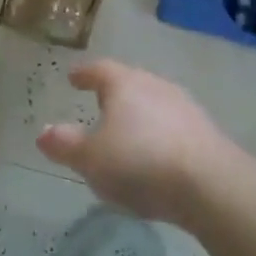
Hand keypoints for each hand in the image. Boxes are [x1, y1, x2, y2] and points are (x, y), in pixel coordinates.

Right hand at [37, 60, 237, 223]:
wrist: (212, 185)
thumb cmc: (140, 163)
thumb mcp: (91, 159)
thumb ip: (65, 144)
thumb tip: (43, 131)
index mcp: (124, 84)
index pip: (99, 70)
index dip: (84, 74)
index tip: (73, 78)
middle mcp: (155, 86)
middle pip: (130, 83)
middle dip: (113, 93)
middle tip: (99, 102)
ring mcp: (185, 108)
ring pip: (154, 104)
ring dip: (139, 115)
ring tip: (127, 133)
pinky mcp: (206, 133)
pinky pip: (173, 127)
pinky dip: (159, 135)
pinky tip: (155, 156)